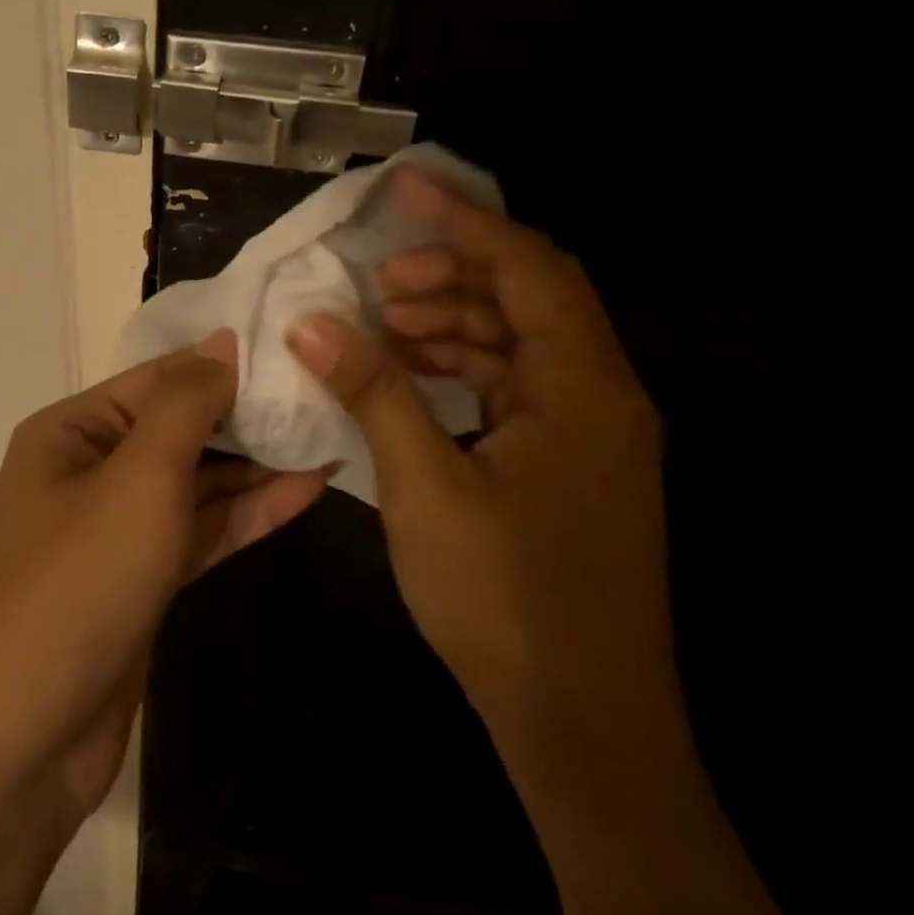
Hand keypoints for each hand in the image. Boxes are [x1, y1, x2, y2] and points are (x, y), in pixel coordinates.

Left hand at [0, 333, 328, 820]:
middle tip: (327, 393)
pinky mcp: (143, 580)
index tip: (296, 348)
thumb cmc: (74, 585)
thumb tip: (223, 341)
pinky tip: (308, 489)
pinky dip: (249, 512)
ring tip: (331, 434)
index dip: (226, 362)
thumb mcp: (136, 479)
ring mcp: (119, 529)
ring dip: (259, 464)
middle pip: (182, 427)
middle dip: (249, 414)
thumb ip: (185, 406)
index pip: (160, 377)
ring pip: (198, 481)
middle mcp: (92, 469)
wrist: (20, 743)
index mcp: (73, 431)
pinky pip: (202, 530)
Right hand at [285, 169, 670, 759]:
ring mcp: (591, 434)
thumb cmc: (505, 601)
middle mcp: (600, 396)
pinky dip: (465, 370)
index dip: (462, 220)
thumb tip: (312, 324)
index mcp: (582, 388)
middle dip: (452, 273)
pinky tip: (413, 377)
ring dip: (455, 323)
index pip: (527, 267)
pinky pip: (518, 388)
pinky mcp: (571, 465)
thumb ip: (373, 392)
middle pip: (529, 296)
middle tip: (379, 282)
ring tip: (385, 326)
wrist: (582, 725)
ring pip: (521, 343)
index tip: (403, 189)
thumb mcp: (425, 487)